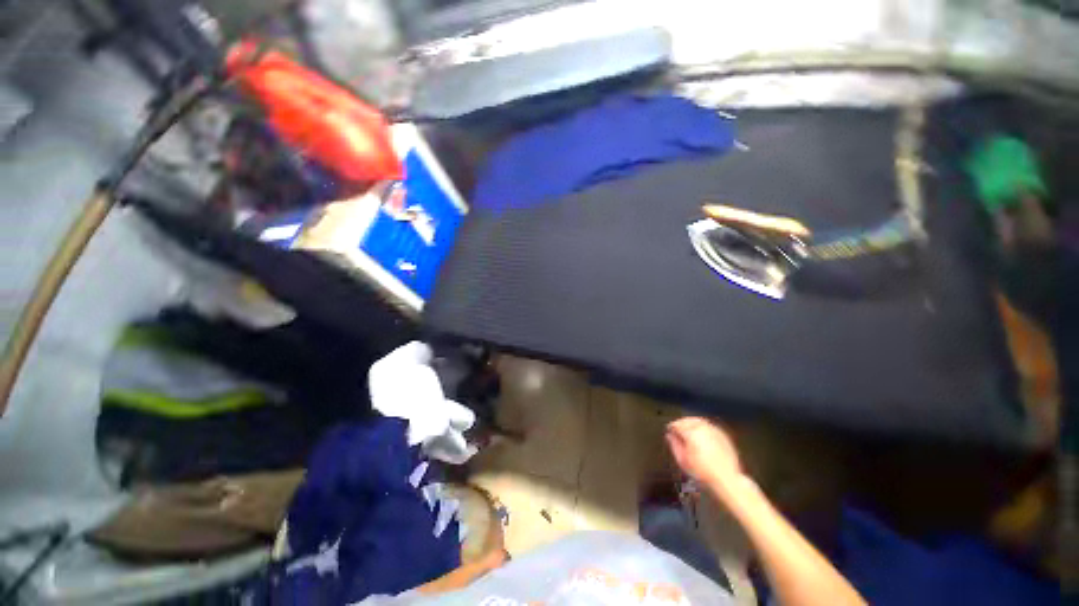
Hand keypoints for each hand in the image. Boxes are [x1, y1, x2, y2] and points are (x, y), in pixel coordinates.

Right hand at [666, 417, 742, 487]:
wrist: (726, 479)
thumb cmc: (703, 471)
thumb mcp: (683, 460)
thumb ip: (674, 445)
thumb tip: (669, 436)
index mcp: (691, 433)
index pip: (677, 424)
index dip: (671, 427)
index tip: (669, 431)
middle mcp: (702, 428)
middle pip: (687, 420)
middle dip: (681, 423)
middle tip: (677, 429)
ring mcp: (713, 430)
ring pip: (698, 421)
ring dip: (691, 423)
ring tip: (688, 431)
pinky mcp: (722, 435)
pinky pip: (709, 426)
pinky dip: (702, 427)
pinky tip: (701, 435)